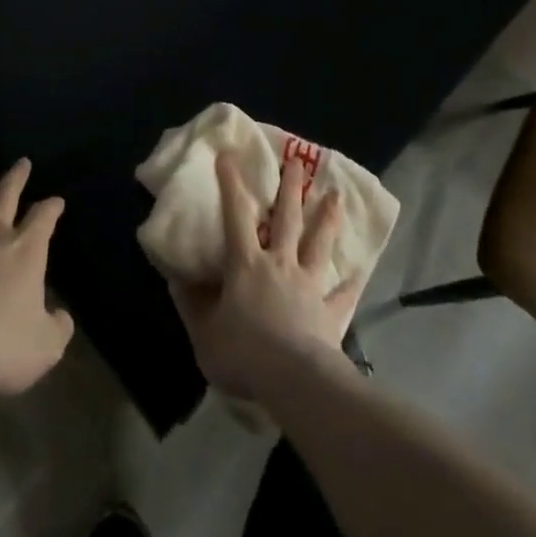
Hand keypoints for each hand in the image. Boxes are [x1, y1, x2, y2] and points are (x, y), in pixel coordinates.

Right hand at [170, 151, 358, 402]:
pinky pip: (342, 295)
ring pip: (319, 244)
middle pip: (287, 218)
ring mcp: (308, 286)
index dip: (231, 183)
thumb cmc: (244, 353)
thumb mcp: (204, 333)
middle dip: (290, 188)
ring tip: (337, 195)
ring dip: (327, 218)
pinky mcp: (330, 313)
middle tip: (296, 161)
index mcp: (246, 264)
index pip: (236, 214)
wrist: (294, 381)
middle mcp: (279, 264)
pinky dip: (350, 283)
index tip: (229, 154)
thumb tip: (176, 279)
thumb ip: (191, 305)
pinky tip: (360, 272)